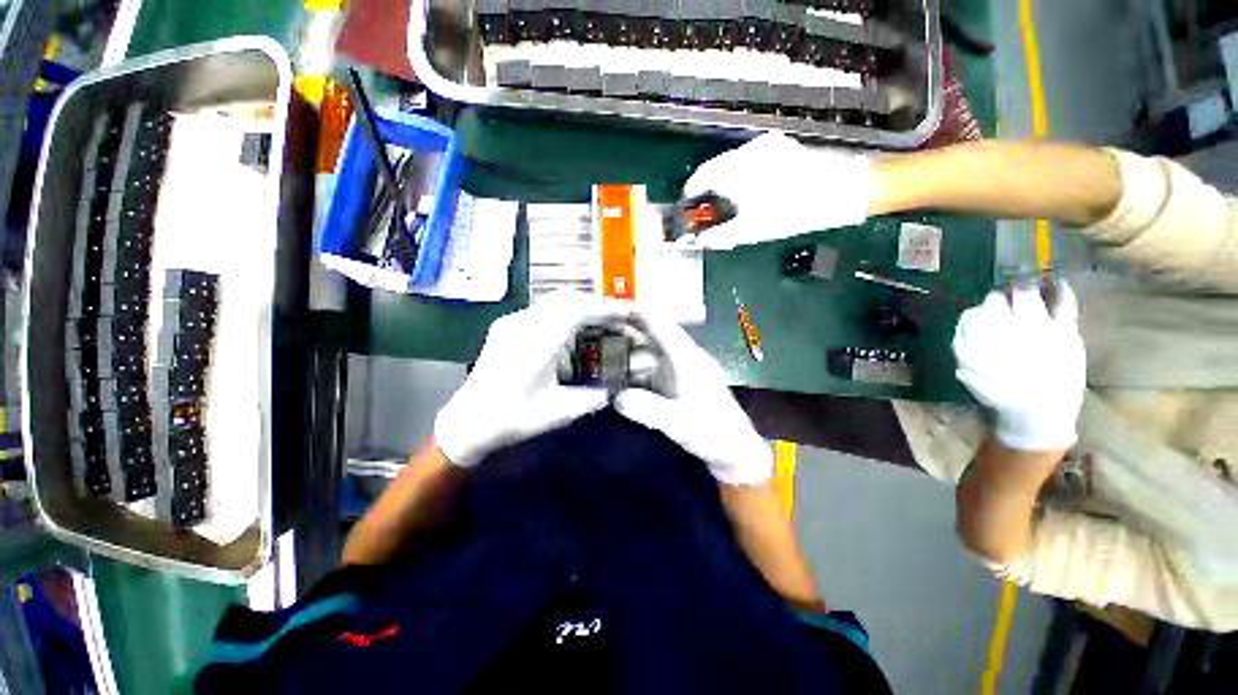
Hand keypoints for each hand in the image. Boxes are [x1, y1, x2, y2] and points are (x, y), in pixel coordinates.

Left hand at [434, 292, 632, 466]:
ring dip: (580, 305)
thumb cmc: (512, 418)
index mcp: (538, 343)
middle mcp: (524, 324)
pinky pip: (542, 308)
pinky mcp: (506, 325)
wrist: (467, 421)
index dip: (606, 309)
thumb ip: (591, 399)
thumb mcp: (558, 413)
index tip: (627, 312)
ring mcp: (512, 322)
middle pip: (567, 299)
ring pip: (554, 301)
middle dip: (597, 303)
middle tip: (618, 316)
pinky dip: (565, 311)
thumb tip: (613, 390)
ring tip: (600, 319)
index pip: (578, 311)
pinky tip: (573, 326)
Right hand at [612, 313, 771, 484]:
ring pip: (651, 356)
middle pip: (654, 340)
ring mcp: (680, 375)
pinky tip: (621, 379)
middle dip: (630, 334)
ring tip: (605, 355)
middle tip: (601, 333)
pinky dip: (636, 372)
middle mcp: (683, 361)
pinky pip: (652, 373)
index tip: (621, 306)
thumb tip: (618, 397)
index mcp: (689, 360)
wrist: (734, 451)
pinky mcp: (677, 388)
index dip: (644, 315)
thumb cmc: (713, 432)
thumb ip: (649, 409)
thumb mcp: (680, 422)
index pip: (665, 328)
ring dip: (630, 355)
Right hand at [682, 132, 874, 249]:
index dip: (690, 195)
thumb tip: (699, 241)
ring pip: (732, 165)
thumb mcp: (752, 230)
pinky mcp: (780, 146)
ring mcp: (765, 146)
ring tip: (731, 206)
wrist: (846, 188)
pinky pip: (749, 161)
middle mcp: (746, 151)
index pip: (699, 177)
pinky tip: (750, 193)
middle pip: (714, 170)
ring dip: (725, 184)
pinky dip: (741, 177)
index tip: (687, 210)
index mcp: (736, 169)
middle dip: (708, 192)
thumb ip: (720, 235)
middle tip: (710, 214)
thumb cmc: (794, 212)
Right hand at [952, 281, 1085, 451]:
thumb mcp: (969, 373)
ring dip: (1023, 289)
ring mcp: (1038, 328)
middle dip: (998, 298)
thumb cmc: (1001, 395)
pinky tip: (1058, 282)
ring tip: (1024, 286)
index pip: (973, 314)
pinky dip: (1062, 291)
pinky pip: (1064, 304)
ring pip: (1025, 295)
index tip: (981, 313)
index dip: (977, 311)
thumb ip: (964, 348)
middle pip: (997, 300)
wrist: (1037, 414)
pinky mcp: (1065, 332)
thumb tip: (964, 323)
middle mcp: (1006, 330)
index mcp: (981, 340)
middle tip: (1002, 299)